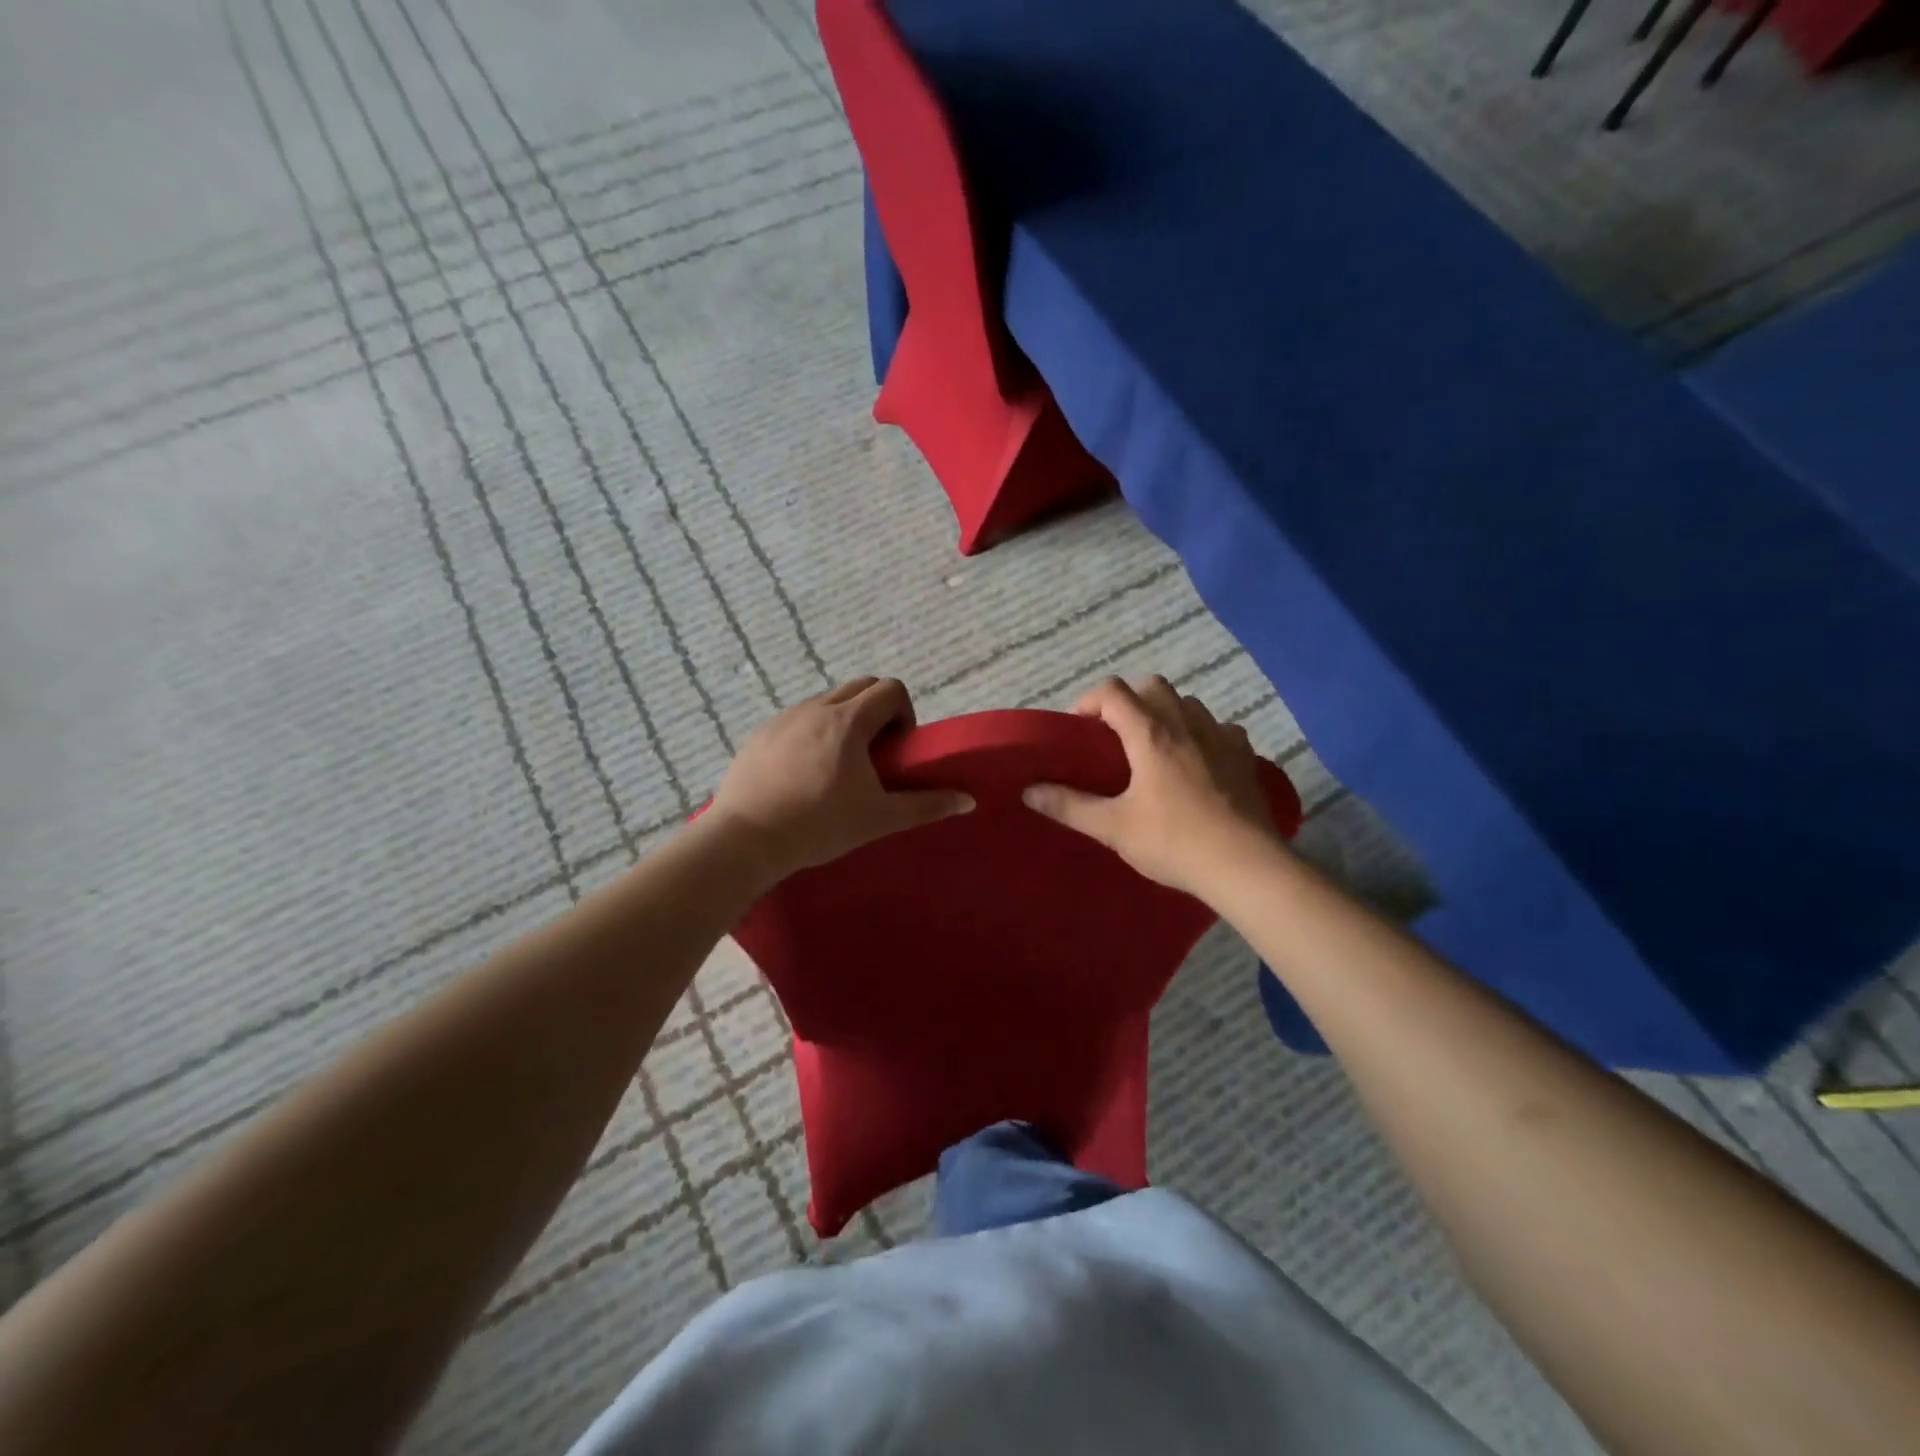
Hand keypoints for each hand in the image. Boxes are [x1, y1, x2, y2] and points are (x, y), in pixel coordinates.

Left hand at [707, 677, 972, 886]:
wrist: (745, 840)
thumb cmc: (819, 826)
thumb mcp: (879, 819)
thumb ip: (926, 805)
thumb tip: (968, 800)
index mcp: (848, 721)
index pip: (890, 689)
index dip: (904, 713)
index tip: (896, 750)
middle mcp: (816, 708)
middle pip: (860, 686)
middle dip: (877, 711)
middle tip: (875, 755)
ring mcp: (784, 718)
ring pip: (827, 701)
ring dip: (845, 721)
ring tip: (838, 767)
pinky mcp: (760, 734)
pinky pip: (797, 719)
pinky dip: (813, 733)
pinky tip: (803, 774)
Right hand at [1022, 676, 1279, 897]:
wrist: (1245, 866)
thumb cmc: (1173, 842)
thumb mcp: (1113, 828)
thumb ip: (1069, 806)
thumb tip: (1028, 791)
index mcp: (1150, 733)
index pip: (1113, 691)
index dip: (1089, 701)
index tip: (1079, 729)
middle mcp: (1186, 723)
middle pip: (1152, 686)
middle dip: (1128, 700)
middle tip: (1115, 735)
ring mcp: (1221, 736)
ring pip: (1188, 703)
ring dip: (1166, 713)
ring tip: (1154, 747)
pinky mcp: (1245, 756)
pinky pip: (1220, 728)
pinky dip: (1202, 734)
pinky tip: (1198, 762)